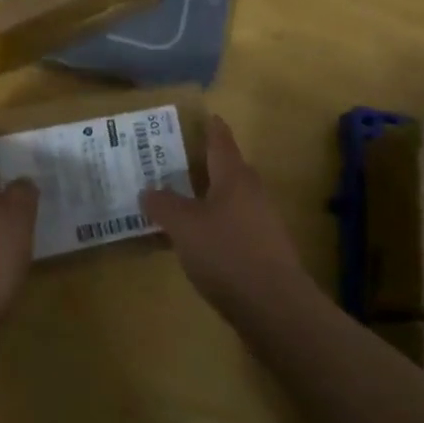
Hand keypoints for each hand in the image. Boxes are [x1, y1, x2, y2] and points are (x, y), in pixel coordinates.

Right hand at [141, 115, 307, 317]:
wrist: (274, 306)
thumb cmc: (226, 253)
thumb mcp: (184, 226)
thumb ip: (163, 205)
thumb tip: (148, 190)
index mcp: (234, 177)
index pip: (221, 141)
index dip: (211, 128)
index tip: (205, 115)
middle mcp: (252, 192)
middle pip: (229, 169)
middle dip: (206, 163)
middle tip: (178, 160)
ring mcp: (263, 222)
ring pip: (232, 198)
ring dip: (210, 196)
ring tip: (182, 200)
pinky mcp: (265, 250)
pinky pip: (235, 225)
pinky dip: (217, 224)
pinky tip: (200, 240)